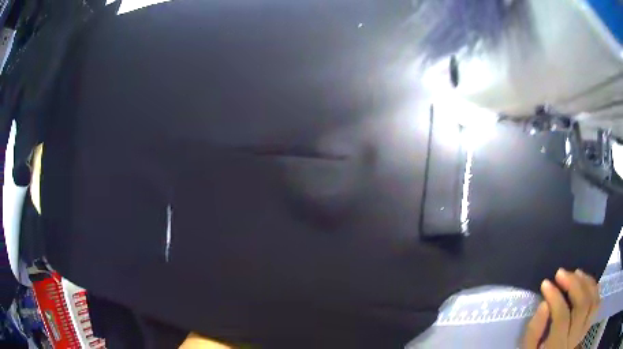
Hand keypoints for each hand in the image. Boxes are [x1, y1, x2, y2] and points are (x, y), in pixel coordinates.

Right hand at [522, 269, 599, 348]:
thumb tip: (544, 303)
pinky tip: (586, 282)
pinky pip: (597, 302)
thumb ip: (534, 332)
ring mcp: (583, 331)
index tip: (546, 283)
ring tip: (576, 273)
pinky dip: (594, 288)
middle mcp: (574, 338)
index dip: (555, 298)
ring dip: (586, 283)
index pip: (562, 318)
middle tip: (561, 273)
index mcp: (557, 347)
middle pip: (582, 306)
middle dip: (574, 285)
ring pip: (593, 301)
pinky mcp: (588, 324)